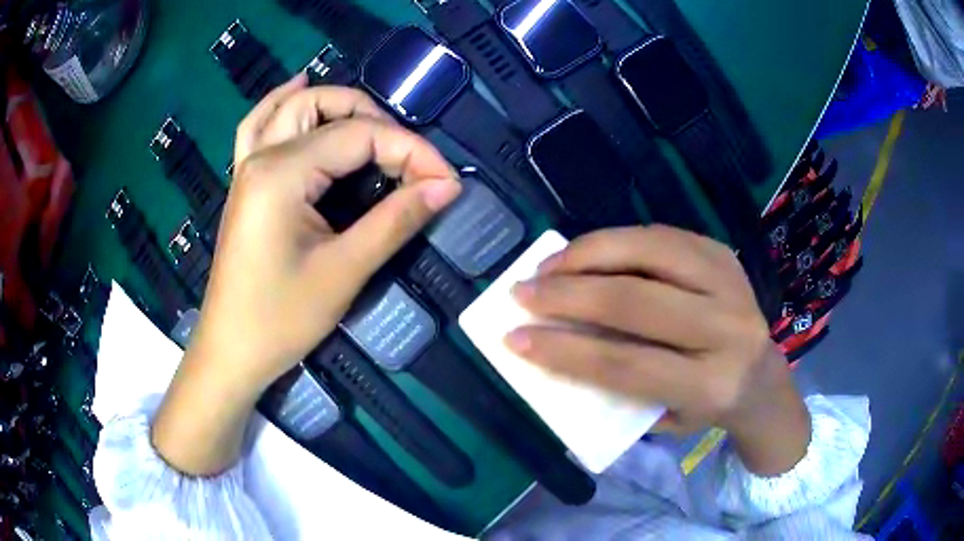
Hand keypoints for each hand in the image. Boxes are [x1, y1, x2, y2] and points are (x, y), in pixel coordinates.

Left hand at [152, 77, 460, 474]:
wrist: (231, 352)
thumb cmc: (281, 319)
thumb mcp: (344, 271)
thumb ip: (396, 220)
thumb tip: (447, 186)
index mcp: (282, 173)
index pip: (359, 136)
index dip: (411, 151)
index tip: (446, 180)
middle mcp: (261, 156)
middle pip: (321, 105)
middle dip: (373, 118)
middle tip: (408, 156)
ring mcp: (246, 167)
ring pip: (288, 107)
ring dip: (331, 103)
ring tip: (368, 116)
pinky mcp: (244, 184)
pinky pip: (259, 125)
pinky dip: (282, 104)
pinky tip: (297, 89)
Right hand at [506, 226, 809, 474]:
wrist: (762, 377)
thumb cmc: (705, 407)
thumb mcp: (663, 416)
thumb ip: (617, 387)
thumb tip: (558, 344)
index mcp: (710, 385)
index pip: (625, 364)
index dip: (564, 351)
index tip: (514, 339)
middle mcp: (726, 329)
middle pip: (636, 300)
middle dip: (568, 294)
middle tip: (522, 293)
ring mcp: (730, 282)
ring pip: (648, 251)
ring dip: (589, 254)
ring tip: (549, 265)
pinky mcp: (724, 254)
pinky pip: (661, 235)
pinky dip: (617, 240)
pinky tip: (588, 252)